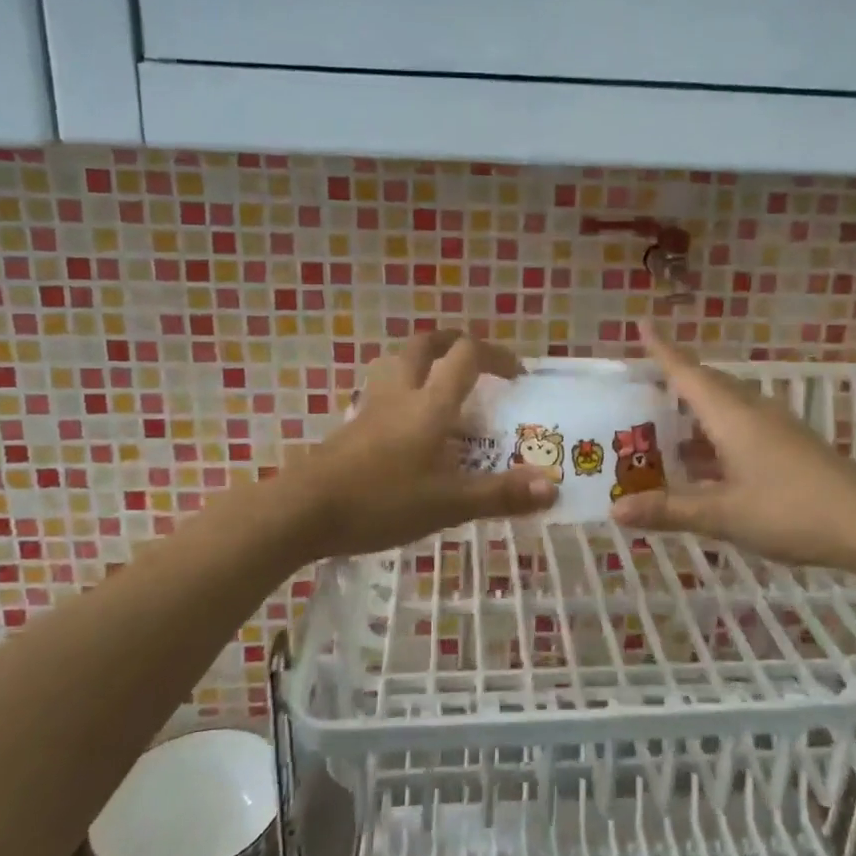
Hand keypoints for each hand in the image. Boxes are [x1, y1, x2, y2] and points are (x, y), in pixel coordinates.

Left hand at [284, 331, 556, 558]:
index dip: (495, 355)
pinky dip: (402, 391)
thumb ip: (500, 494)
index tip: (516, 376)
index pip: (466, 356)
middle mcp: (400, 394)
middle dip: (453, 343)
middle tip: (474, 362)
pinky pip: (382, 391)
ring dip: (422, 361)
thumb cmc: (381, 501)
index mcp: (429, 404)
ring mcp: (370, 408)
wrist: (303, 511)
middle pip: (424, 345)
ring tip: (441, 385)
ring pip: (396, 363)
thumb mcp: (448, 503)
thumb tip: (552, 488)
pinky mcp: (351, 427)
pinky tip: (408, 426)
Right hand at [612, 320, 855, 568]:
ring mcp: (776, 429)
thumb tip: (615, 510)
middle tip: (642, 387)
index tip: (642, 324)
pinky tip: (705, 465)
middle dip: (676, 381)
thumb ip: (670, 510)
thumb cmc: (791, 511)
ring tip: (663, 429)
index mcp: (732, 416)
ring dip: (695, 414)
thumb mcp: (723, 515)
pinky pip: (742, 429)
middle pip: (708, 385)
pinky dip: (715, 438)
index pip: (688, 373)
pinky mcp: (791, 447)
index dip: (662, 350)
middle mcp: (753, 412)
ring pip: (726, 409)